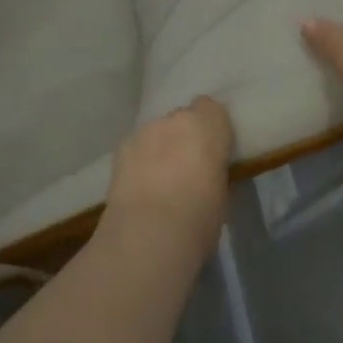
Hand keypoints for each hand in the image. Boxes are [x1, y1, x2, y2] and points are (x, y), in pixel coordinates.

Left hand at [105, 97, 233, 243]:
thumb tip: (206, 172)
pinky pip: (136, 149)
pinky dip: (139, 162)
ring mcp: (144, 132)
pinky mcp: (120, 150)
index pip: (211, 109)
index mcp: (208, 125)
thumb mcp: (222, 192)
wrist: (150, 233)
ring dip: (160, 149)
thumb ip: (214, 170)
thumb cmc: (200, 215)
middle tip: (187, 168)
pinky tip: (140, 188)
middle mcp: (175, 119)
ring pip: (156, 134)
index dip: (211, 128)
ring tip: (159, 181)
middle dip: (184, 138)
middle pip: (181, 120)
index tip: (213, 151)